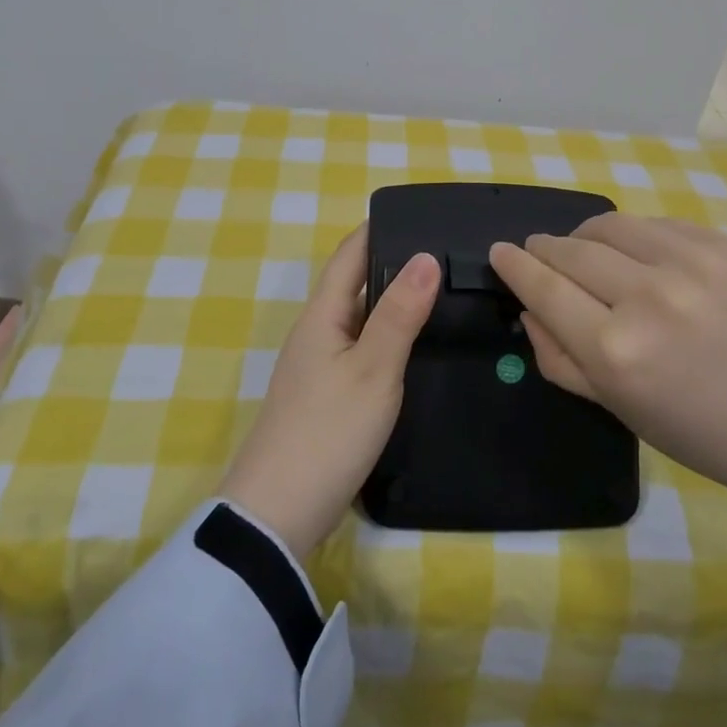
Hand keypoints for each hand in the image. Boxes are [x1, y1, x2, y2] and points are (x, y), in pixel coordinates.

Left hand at [220, 225, 440, 557]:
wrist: (278, 512)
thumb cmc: (327, 431)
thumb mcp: (372, 370)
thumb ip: (399, 314)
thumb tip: (425, 256)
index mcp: (322, 315)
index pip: (349, 254)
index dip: (379, 229)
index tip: (420, 214)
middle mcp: (316, 332)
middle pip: (355, 284)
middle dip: (394, 263)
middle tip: (447, 254)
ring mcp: (319, 366)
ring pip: (360, 319)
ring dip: (393, 302)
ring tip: (443, 293)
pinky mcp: (327, 397)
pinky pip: (361, 349)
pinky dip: (388, 337)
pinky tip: (415, 346)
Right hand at [488, 215, 726, 505]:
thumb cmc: (698, 431)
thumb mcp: (614, 407)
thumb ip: (558, 356)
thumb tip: (529, 307)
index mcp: (615, 351)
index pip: (543, 288)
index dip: (515, 266)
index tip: (500, 252)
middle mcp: (648, 298)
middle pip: (569, 250)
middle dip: (544, 249)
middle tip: (539, 253)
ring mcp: (690, 264)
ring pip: (608, 224)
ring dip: (584, 235)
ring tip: (585, 251)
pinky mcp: (722, 245)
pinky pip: (653, 224)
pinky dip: (632, 236)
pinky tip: (639, 257)